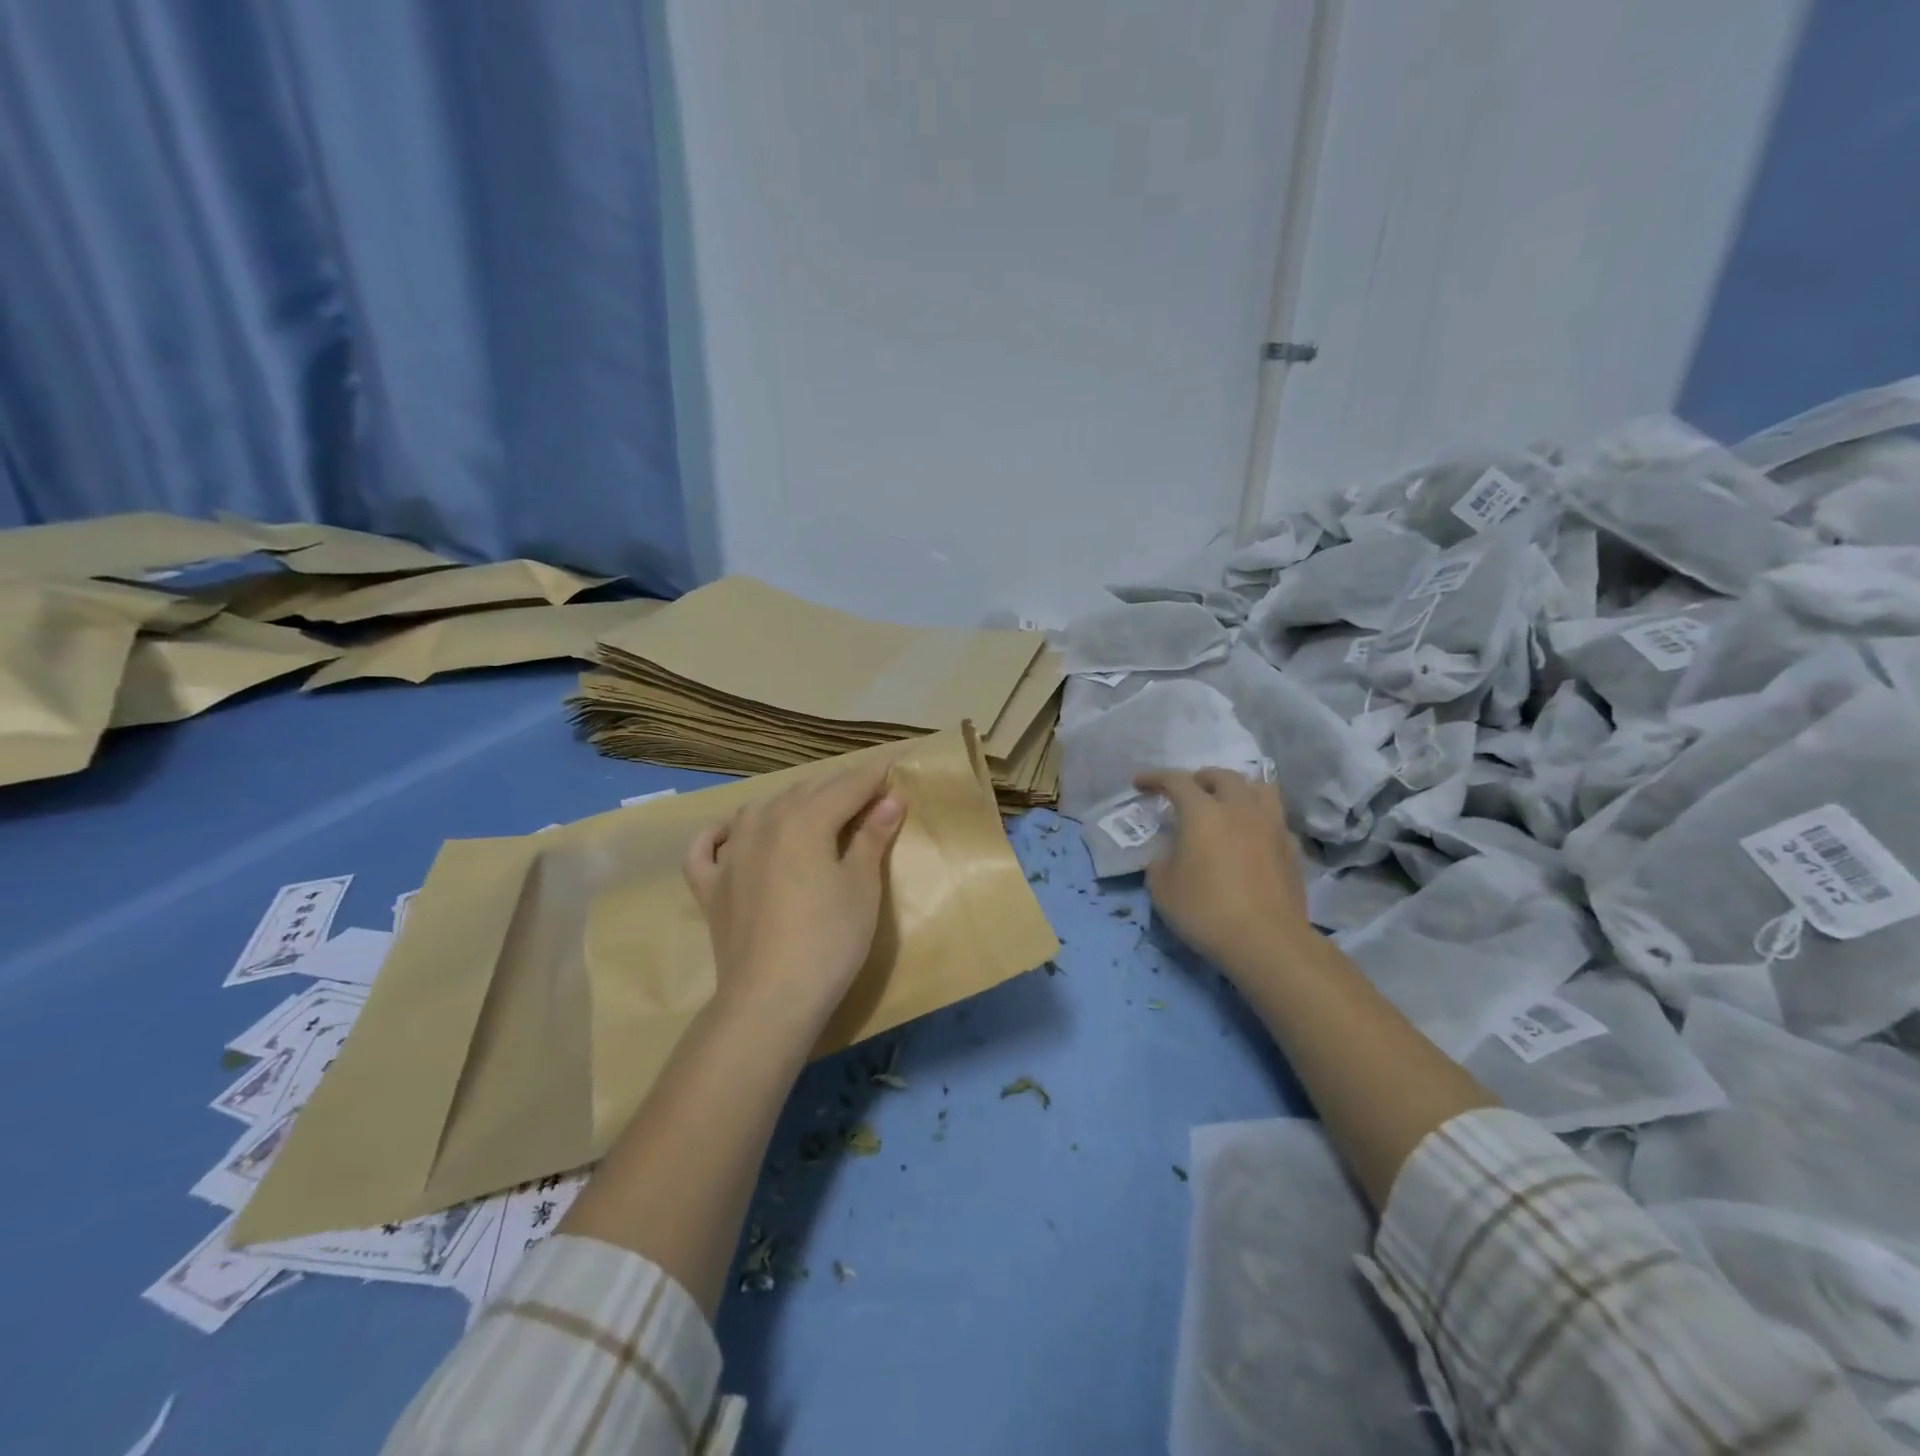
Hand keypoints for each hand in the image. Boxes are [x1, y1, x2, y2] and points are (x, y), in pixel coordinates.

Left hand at [684, 760, 905, 1031]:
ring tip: (812, 808)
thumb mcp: (862, 887)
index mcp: (804, 820)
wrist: (770, 998)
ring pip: (759, 809)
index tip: (891, 769)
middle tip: (865, 790)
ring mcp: (730, 855)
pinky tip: (730, 832)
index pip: (845, 787)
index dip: (871, 777)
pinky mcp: (710, 887)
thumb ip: (873, 837)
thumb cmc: (829, 940)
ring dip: (789, 802)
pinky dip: (719, 833)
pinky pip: (707, 847)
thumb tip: (891, 799)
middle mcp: (762, 824)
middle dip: (837, 786)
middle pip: (804, 792)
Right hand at [1137, 768, 1314, 973]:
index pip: (1176, 780)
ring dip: (1238, 789)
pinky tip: (1251, 837)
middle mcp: (1239, 808)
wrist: (1267, 941)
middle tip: (1188, 791)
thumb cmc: (1205, 910)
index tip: (1139, 783)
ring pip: (1258, 788)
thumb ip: (1160, 862)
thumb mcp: (1162, 888)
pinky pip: (1274, 819)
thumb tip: (1169, 855)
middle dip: (1201, 778)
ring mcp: (1271, 826)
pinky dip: (1258, 819)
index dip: (1155, 778)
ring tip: (1226, 803)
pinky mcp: (1291, 848)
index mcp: (1202, 812)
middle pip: (1222, 776)